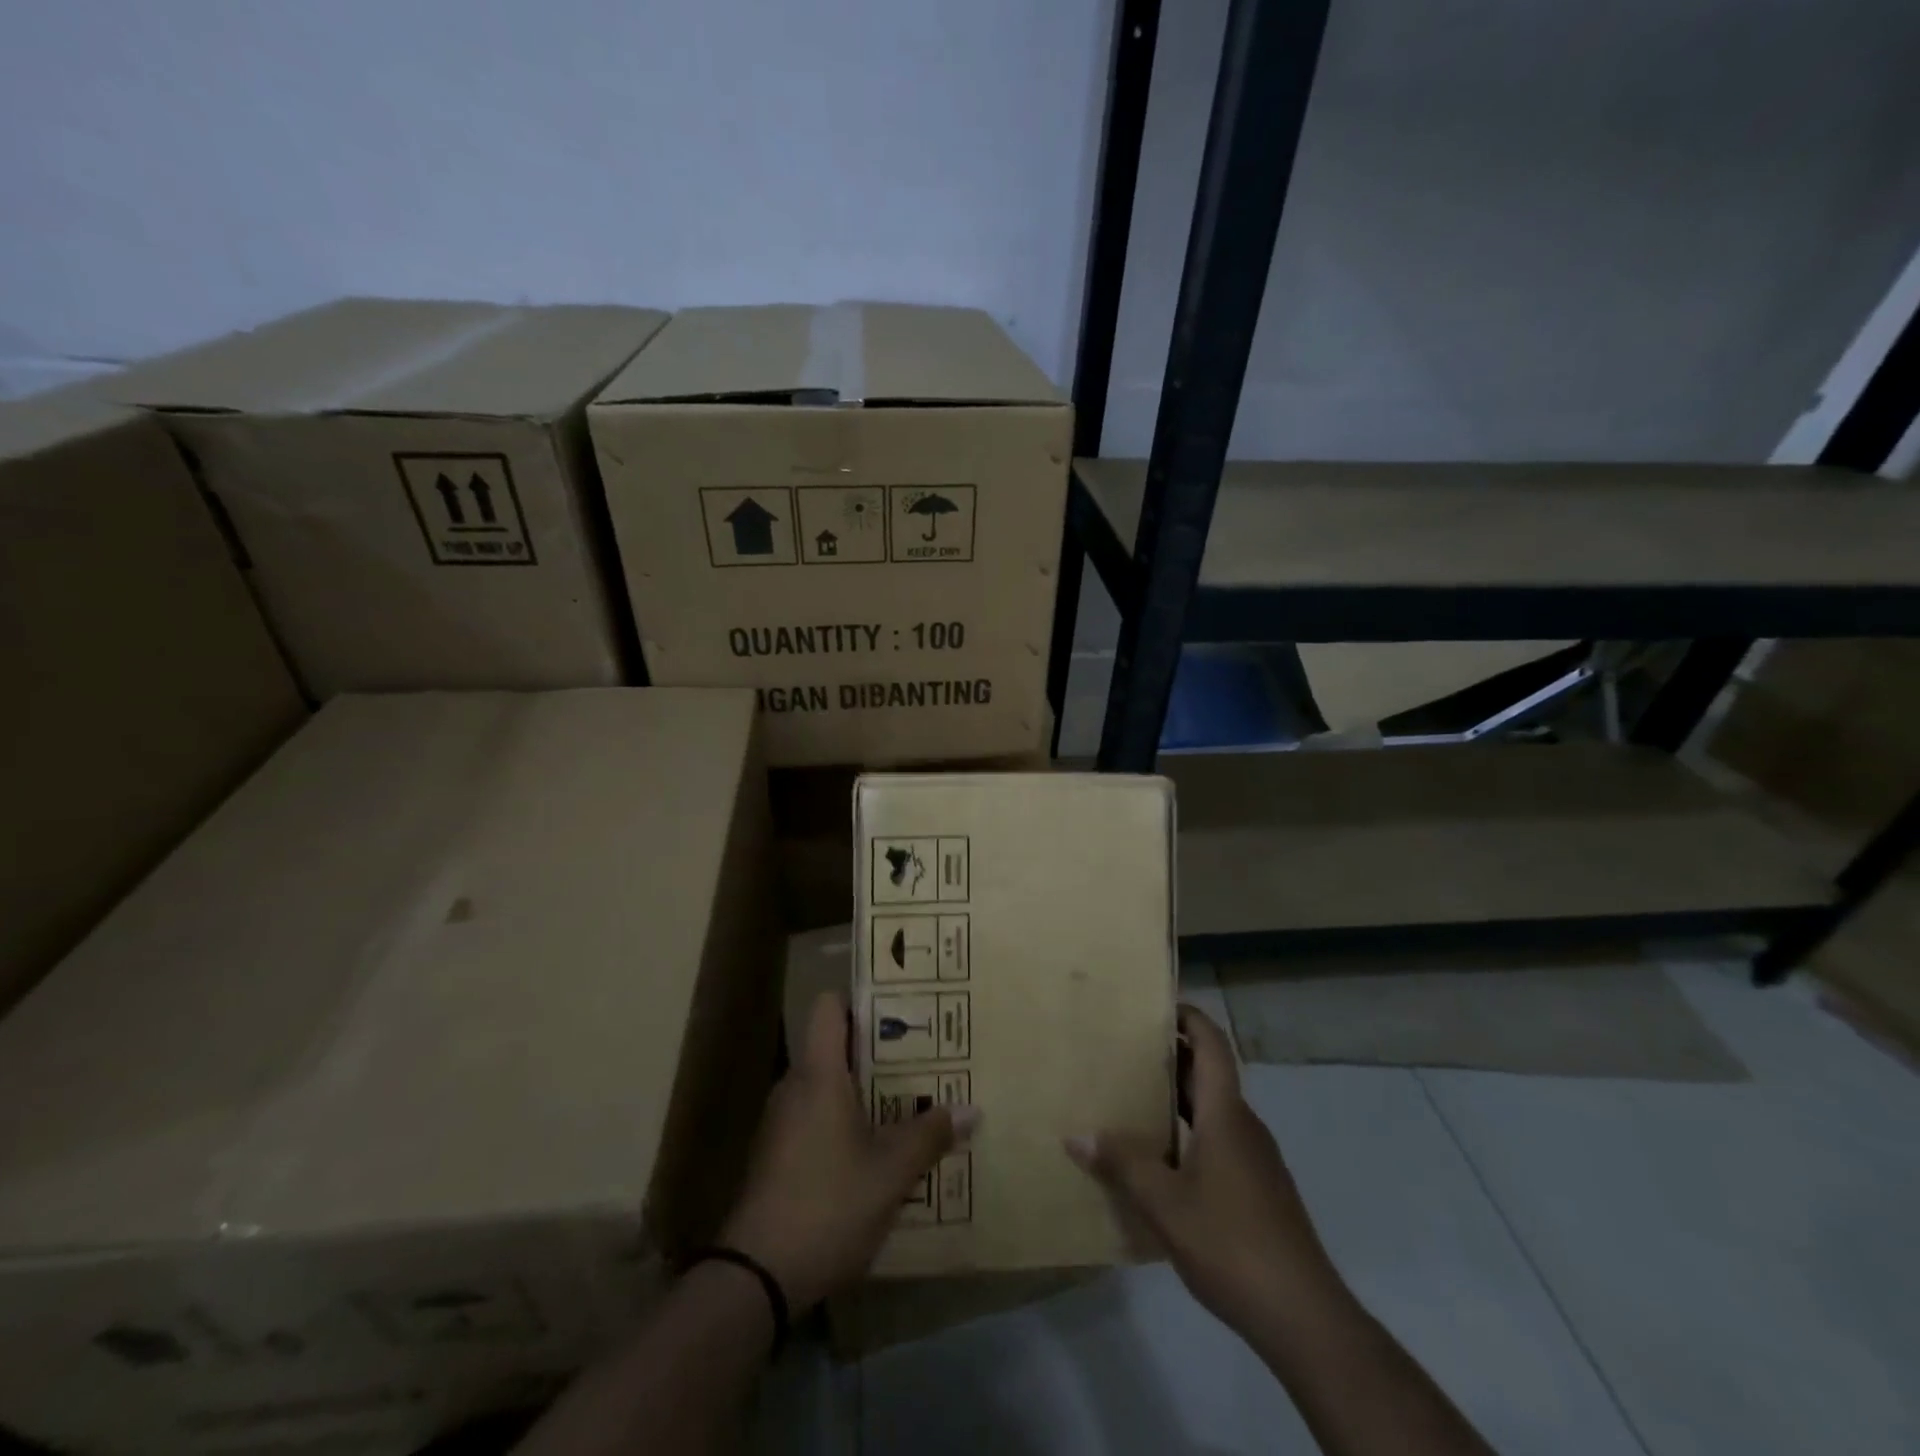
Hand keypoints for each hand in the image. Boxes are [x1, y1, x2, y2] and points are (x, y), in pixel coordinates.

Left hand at [721, 991, 977, 1312]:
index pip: (829, 1007)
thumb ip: (930, 1136)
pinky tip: (875, 1150)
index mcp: (818, 1074)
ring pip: (827, 1086)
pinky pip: (816, 1118)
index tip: (899, 1009)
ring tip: (907, 1103)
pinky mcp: (777, 1157)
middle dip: (877, 1050)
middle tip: (921, 1059)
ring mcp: (781, 1123)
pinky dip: (845, 1121)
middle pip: (834, 1046)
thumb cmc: (827, 1204)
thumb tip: (970, 1110)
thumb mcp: (890, 1172)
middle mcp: (795, 1086)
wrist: (755, 1278)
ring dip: (863, 1091)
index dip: (861, 999)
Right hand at [1066, 1004, 1336, 1335]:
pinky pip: (1219, 1141)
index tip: (1155, 1005)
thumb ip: (1122, 1164)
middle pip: (1208, 1075)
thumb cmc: (1232, 1243)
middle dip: (1170, 1058)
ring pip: (1213, 1111)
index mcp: (1226, 1114)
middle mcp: (1244, 1126)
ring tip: (1132, 1100)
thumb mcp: (1164, 1203)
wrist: (1304, 1317)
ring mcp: (1255, 1160)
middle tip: (1124, 1051)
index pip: (1212, 1045)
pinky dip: (1189, 1132)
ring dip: (1177, 1098)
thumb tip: (1076, 1134)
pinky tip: (1160, 1160)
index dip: (1189, 1018)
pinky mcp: (1259, 1190)